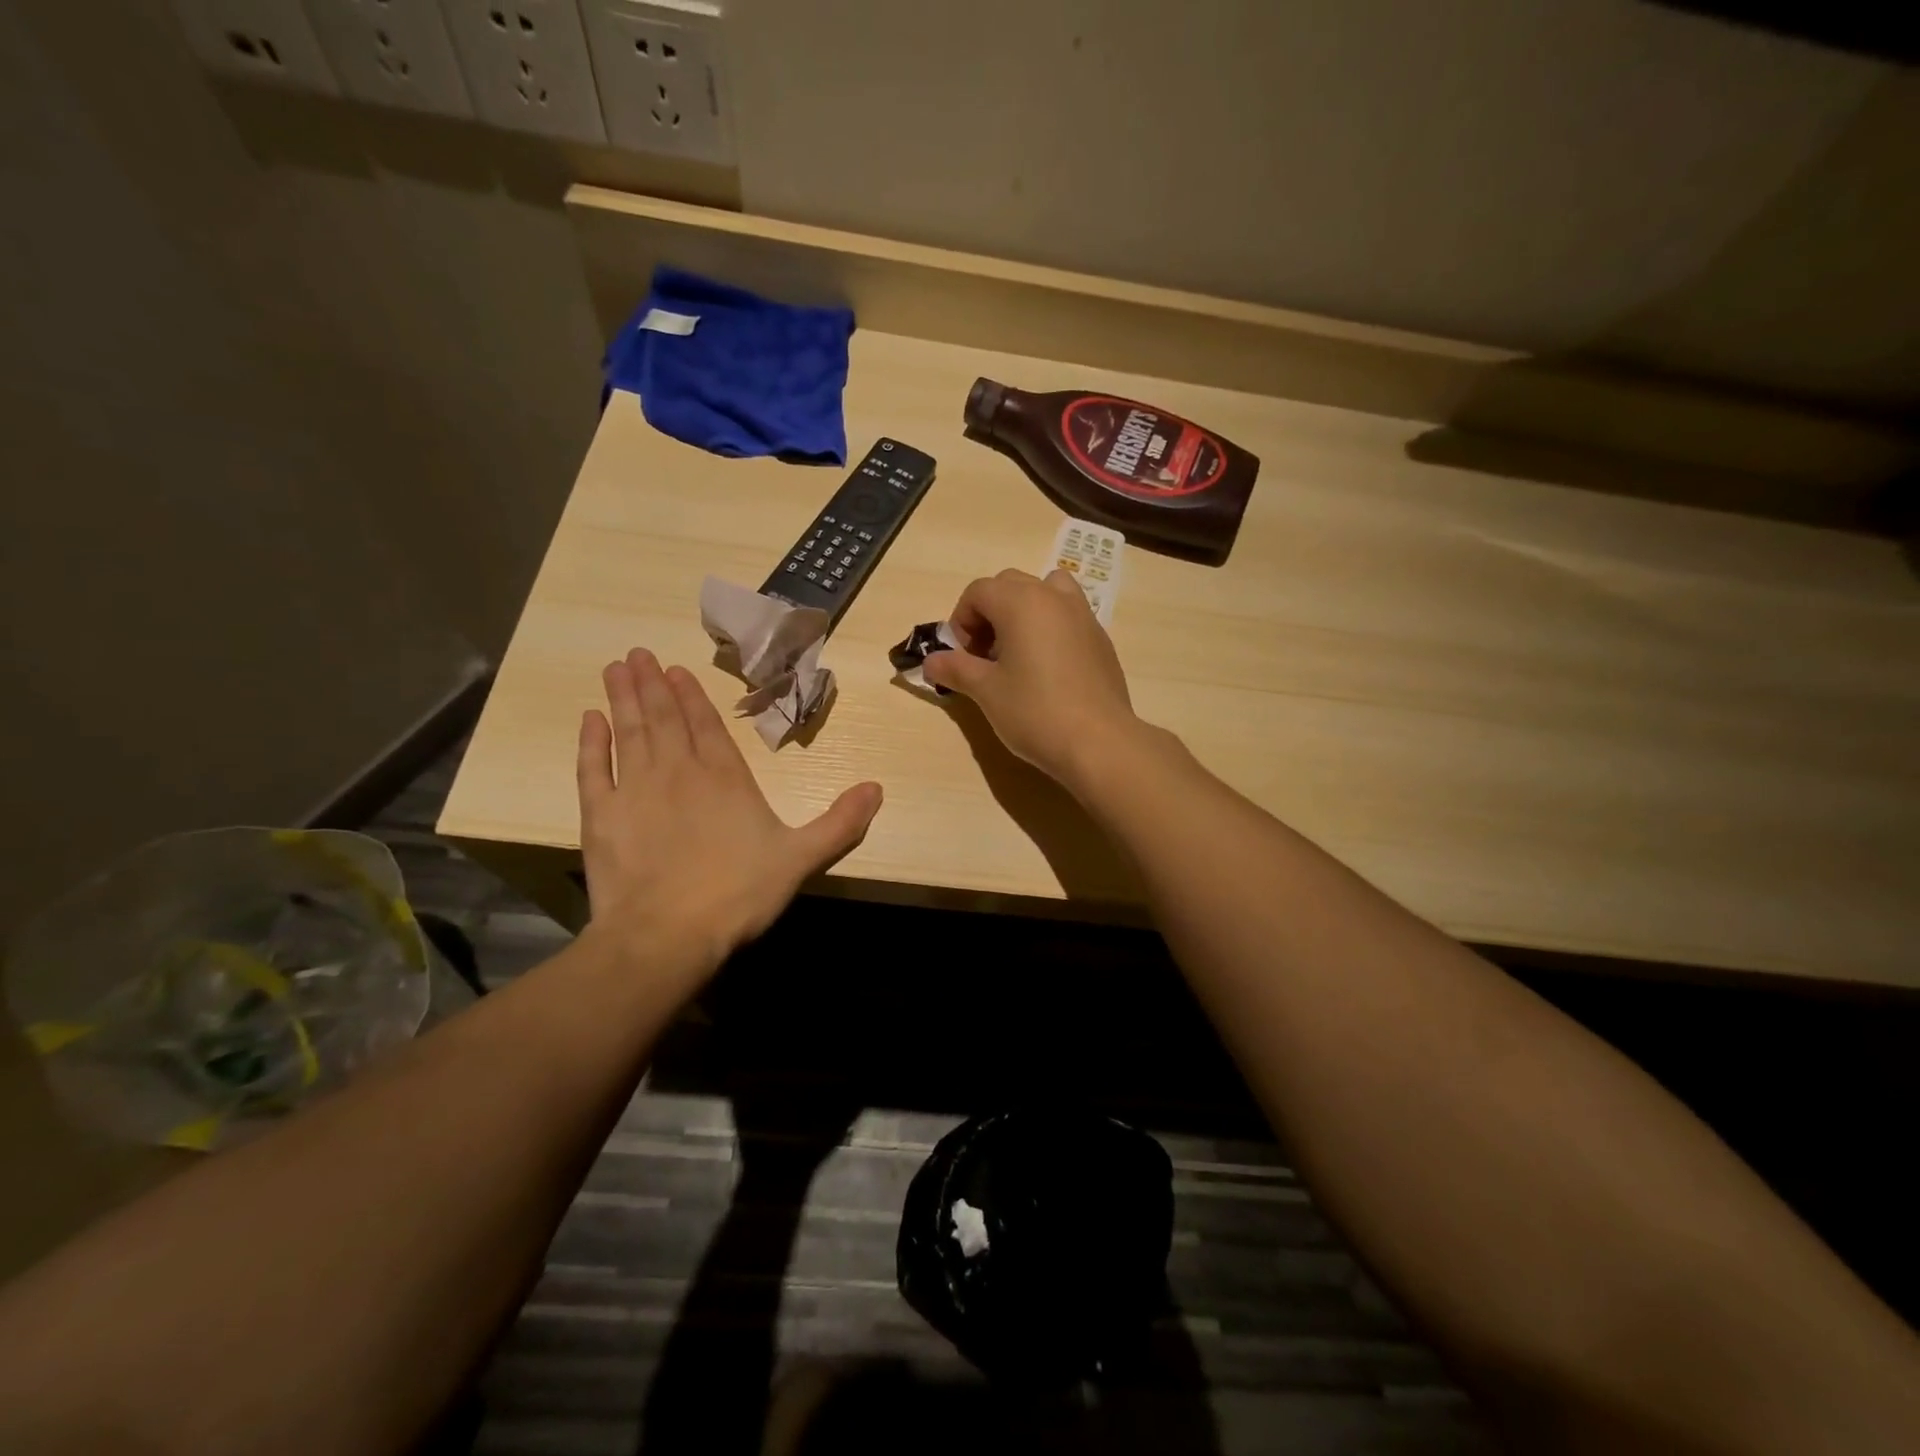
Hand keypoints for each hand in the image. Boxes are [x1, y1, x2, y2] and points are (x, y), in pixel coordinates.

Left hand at [577, 649, 882, 977]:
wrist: (666, 935)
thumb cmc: (738, 893)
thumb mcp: (801, 858)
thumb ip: (840, 823)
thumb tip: (877, 788)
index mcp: (725, 777)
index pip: (707, 725)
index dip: (692, 696)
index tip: (675, 669)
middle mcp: (678, 772)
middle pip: (664, 719)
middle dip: (652, 685)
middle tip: (637, 655)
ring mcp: (634, 791)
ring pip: (629, 732)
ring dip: (624, 699)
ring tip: (616, 668)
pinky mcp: (601, 816)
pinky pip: (593, 769)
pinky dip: (590, 742)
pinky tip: (589, 719)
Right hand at [922, 569, 1140, 788]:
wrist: (1099, 742)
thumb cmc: (1035, 712)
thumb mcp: (986, 691)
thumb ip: (956, 669)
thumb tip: (931, 662)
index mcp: (1022, 602)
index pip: (979, 591)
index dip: (960, 620)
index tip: (960, 656)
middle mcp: (1054, 597)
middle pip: (1010, 585)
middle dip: (989, 613)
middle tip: (984, 655)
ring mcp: (1083, 615)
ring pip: (1046, 592)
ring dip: (1023, 611)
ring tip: (1017, 652)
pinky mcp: (1101, 639)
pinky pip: (1068, 616)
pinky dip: (1049, 628)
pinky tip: (1047, 670)